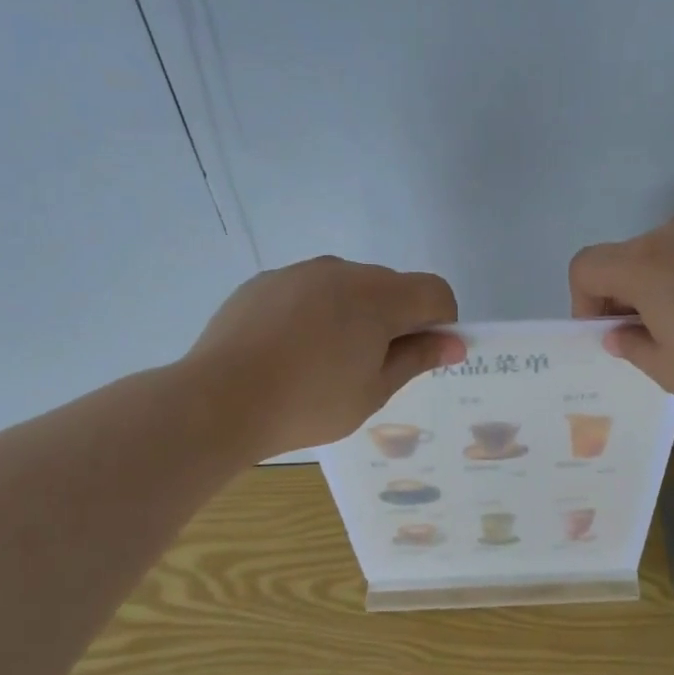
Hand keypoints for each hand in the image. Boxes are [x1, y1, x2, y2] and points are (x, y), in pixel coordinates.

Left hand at [187, 257, 464, 456]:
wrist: (219, 400)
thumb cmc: (309, 403)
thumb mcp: (374, 391)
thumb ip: (417, 359)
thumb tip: (454, 343)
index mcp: (378, 296)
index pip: (434, 291)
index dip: (441, 322)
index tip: (422, 356)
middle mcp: (342, 271)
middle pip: (392, 286)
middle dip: (397, 319)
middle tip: (373, 367)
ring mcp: (299, 272)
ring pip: (348, 286)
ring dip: (355, 314)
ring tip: (326, 361)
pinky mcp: (265, 282)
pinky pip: (309, 291)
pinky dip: (316, 312)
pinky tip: (290, 351)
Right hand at [569, 216, 673, 404]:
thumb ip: (634, 349)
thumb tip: (618, 334)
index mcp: (644, 266)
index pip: (585, 267)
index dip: (584, 302)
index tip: (612, 334)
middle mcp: (673, 234)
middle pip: (626, 259)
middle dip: (625, 298)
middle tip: (654, 339)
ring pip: (667, 254)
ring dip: (663, 286)